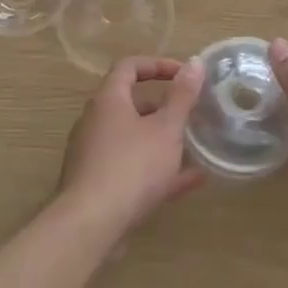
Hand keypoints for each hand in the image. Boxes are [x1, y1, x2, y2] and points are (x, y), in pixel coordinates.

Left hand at [56, 56, 207, 237]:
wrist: (90, 224)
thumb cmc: (131, 166)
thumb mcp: (166, 128)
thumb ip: (182, 96)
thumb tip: (195, 62)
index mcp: (108, 100)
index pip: (129, 66)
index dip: (158, 65)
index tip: (185, 74)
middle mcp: (96, 122)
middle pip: (131, 104)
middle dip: (164, 107)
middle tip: (192, 113)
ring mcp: (94, 155)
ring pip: (134, 139)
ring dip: (164, 140)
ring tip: (196, 146)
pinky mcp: (98, 185)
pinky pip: (132, 168)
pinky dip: (159, 170)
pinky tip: (191, 181)